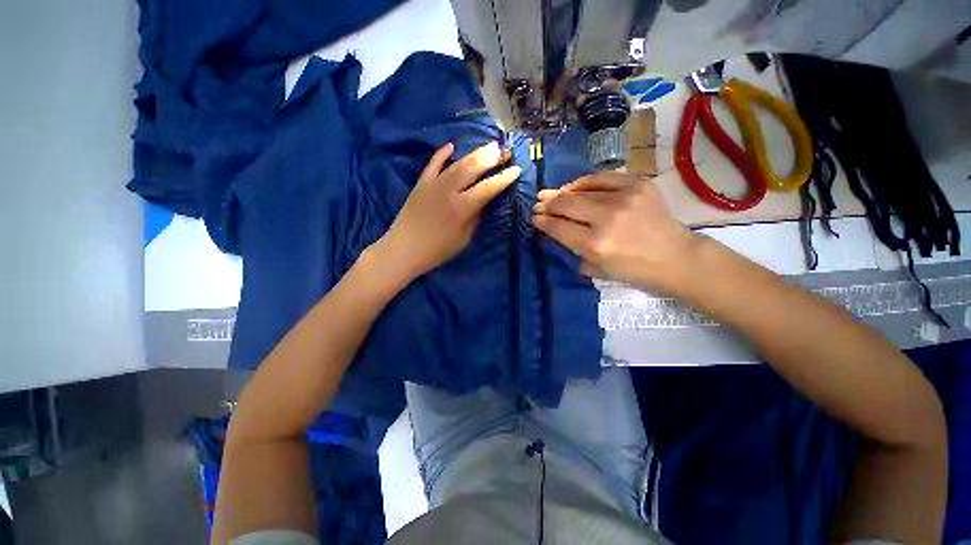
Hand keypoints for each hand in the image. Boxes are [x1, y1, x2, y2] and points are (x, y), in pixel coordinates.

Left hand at [374, 141, 521, 282]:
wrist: (403, 249)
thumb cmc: (437, 251)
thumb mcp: (463, 239)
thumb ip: (475, 218)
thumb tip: (484, 201)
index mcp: (462, 208)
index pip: (488, 188)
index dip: (504, 178)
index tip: (516, 170)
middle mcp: (449, 191)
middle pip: (473, 168)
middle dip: (490, 158)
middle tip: (503, 150)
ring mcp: (433, 184)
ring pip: (456, 164)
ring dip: (474, 153)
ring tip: (488, 146)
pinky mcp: (421, 184)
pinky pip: (432, 164)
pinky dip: (442, 154)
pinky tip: (451, 145)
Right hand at [532, 172, 699, 292]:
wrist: (676, 257)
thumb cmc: (634, 270)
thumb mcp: (597, 268)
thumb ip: (572, 248)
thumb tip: (554, 229)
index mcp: (596, 245)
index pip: (559, 227)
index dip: (543, 221)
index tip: (534, 217)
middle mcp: (607, 218)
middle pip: (566, 205)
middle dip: (547, 204)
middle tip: (537, 204)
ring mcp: (624, 197)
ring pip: (580, 189)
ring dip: (561, 192)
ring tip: (549, 194)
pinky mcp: (637, 183)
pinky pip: (601, 178)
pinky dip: (583, 182)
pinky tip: (573, 187)